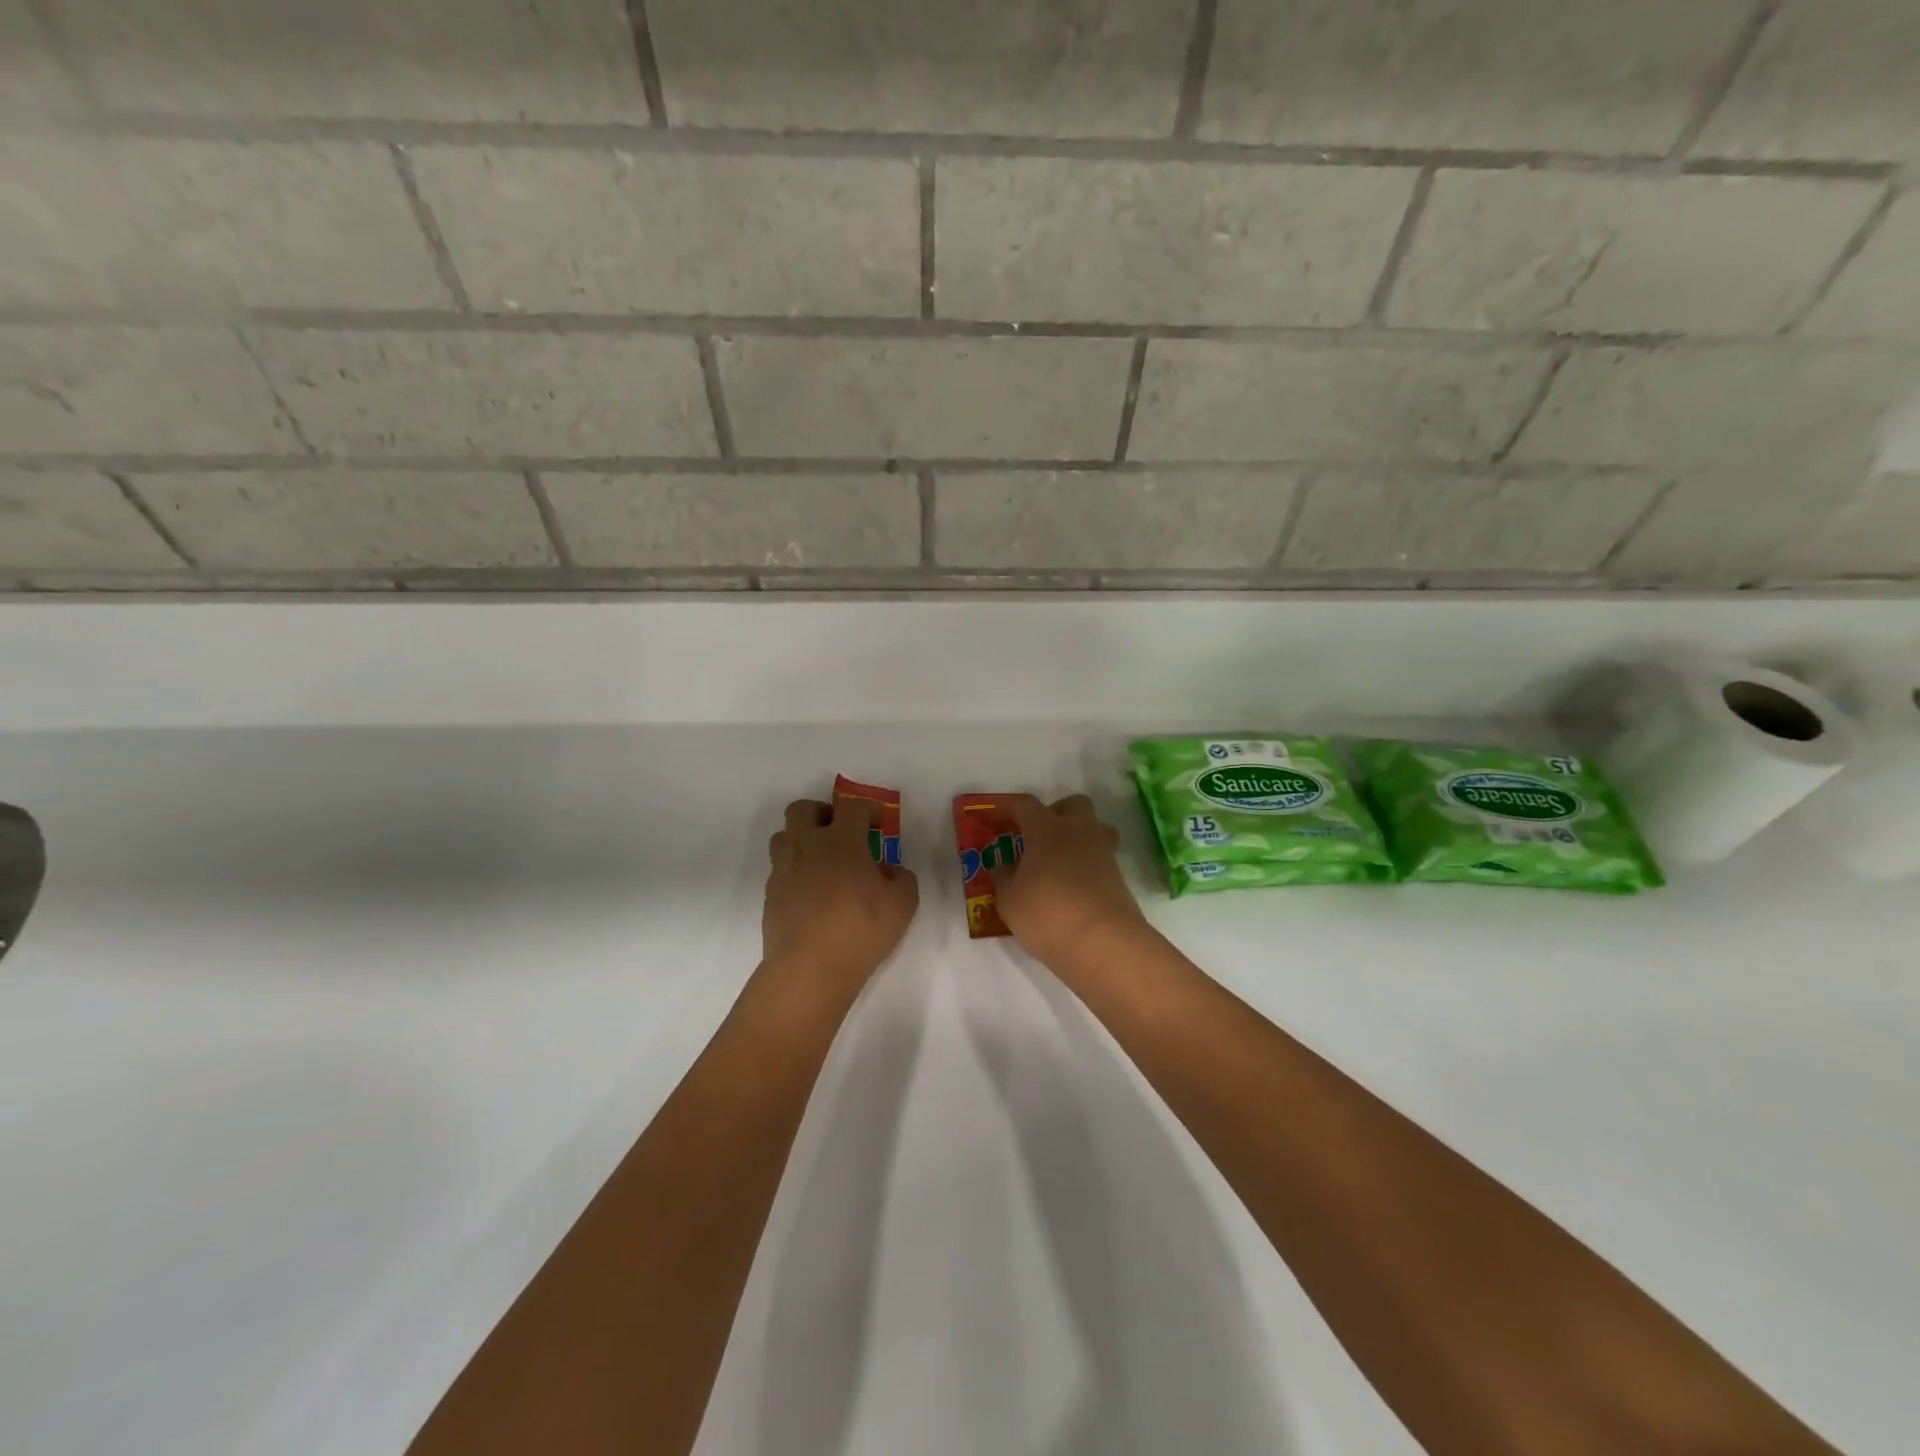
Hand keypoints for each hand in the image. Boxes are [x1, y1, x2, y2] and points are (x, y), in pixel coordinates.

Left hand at [763, 798, 918, 997]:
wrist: (808, 969)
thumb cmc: (860, 930)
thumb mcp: (903, 904)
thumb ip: (902, 878)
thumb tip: (888, 870)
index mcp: (841, 840)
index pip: (852, 806)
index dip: (868, 809)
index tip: (878, 825)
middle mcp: (807, 845)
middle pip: (802, 809)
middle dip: (822, 813)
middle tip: (840, 833)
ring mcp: (784, 869)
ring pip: (784, 836)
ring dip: (802, 840)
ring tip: (821, 862)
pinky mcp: (770, 895)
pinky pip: (780, 870)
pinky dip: (795, 872)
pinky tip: (811, 894)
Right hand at [987, 795, 1152, 971]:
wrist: (1102, 943)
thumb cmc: (1046, 913)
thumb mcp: (1009, 900)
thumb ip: (1003, 878)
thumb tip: (1003, 867)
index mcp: (1047, 828)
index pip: (1025, 805)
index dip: (1008, 808)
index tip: (995, 817)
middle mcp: (1078, 831)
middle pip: (1073, 804)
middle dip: (1056, 813)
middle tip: (1038, 836)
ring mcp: (1103, 853)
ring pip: (1094, 829)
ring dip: (1077, 837)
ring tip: (1059, 862)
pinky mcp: (1119, 877)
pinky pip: (1101, 859)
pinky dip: (1087, 866)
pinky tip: (1072, 888)